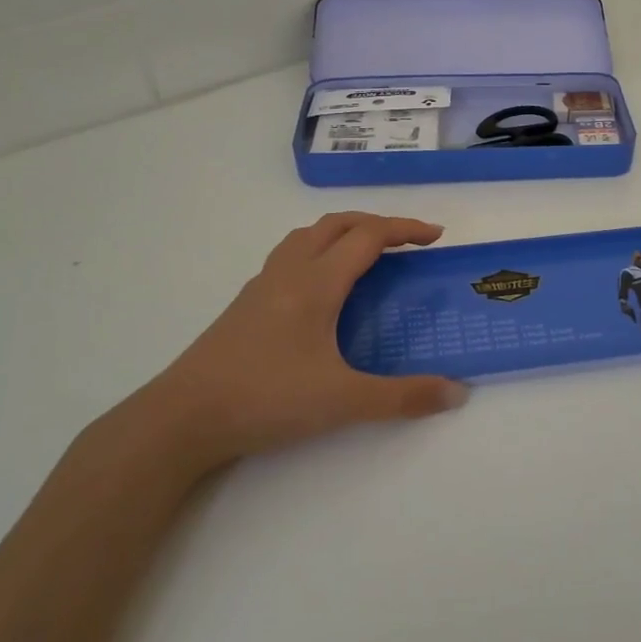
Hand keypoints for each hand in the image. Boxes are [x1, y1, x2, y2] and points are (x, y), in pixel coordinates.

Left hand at [132, 213, 468, 474]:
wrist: (183, 417)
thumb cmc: (266, 398)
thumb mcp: (343, 401)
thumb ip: (403, 397)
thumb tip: (457, 392)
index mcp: (316, 282)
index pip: (368, 236)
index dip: (405, 229)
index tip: (436, 236)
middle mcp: (289, 272)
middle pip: (336, 224)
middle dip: (376, 224)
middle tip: (406, 244)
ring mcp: (262, 286)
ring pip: (307, 237)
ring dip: (342, 233)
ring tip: (365, 257)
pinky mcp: (245, 305)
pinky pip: (289, 257)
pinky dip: (317, 253)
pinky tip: (321, 292)